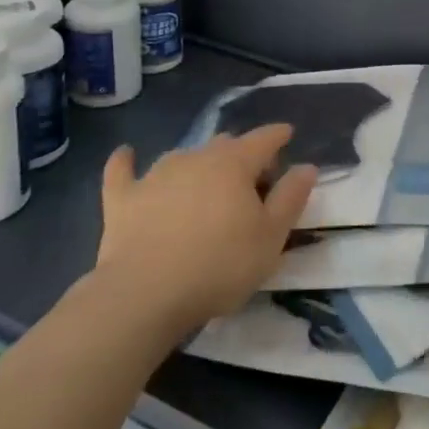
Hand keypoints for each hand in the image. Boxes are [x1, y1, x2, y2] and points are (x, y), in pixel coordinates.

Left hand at [93, 124, 315, 333]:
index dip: (278, 135)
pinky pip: (122, 170)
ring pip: (183, 156)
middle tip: (250, 183)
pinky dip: (126, 161)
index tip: (287, 135)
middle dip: (240, 155)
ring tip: (204, 185)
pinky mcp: (122, 198)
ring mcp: (155, 175)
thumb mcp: (271, 238)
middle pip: (224, 145)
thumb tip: (306, 166)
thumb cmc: (219, 265)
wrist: (145, 294)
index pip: (263, 139)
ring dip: (197, 164)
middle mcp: (196, 157)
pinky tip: (125, 153)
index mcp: (235, 164)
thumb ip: (291, 198)